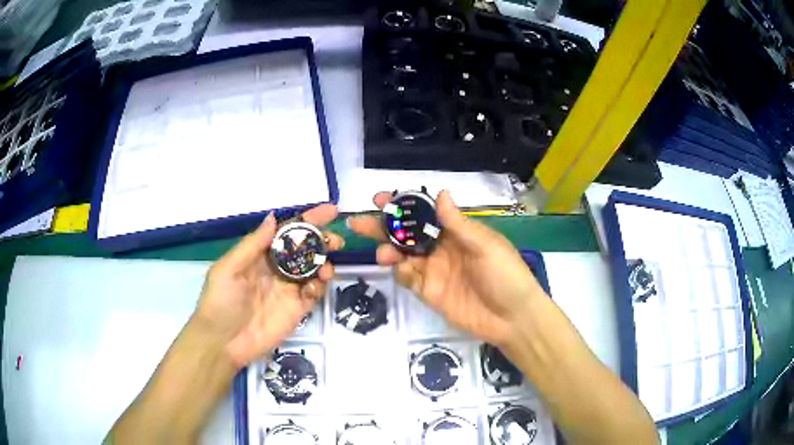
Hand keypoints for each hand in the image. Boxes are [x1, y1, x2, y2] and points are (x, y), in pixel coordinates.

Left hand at [194, 205, 342, 368]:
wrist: (222, 342)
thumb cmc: (220, 301)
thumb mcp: (229, 269)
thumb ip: (252, 245)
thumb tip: (274, 217)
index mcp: (260, 255)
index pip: (287, 232)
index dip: (307, 220)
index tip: (330, 211)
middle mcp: (277, 269)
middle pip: (305, 249)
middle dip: (322, 241)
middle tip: (336, 240)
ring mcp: (288, 290)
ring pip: (313, 270)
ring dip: (324, 264)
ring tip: (327, 266)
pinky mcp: (297, 310)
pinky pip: (314, 294)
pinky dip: (319, 287)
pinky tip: (315, 287)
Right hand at [348, 191, 546, 347]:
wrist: (512, 318)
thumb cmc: (505, 274)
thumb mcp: (485, 245)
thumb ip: (458, 224)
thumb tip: (440, 192)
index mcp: (456, 232)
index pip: (424, 213)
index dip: (403, 205)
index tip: (382, 199)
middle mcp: (441, 248)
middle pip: (407, 233)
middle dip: (383, 226)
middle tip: (359, 221)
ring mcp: (433, 271)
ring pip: (402, 256)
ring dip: (388, 250)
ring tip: (381, 251)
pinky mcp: (429, 292)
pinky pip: (408, 279)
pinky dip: (399, 272)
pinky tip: (399, 269)